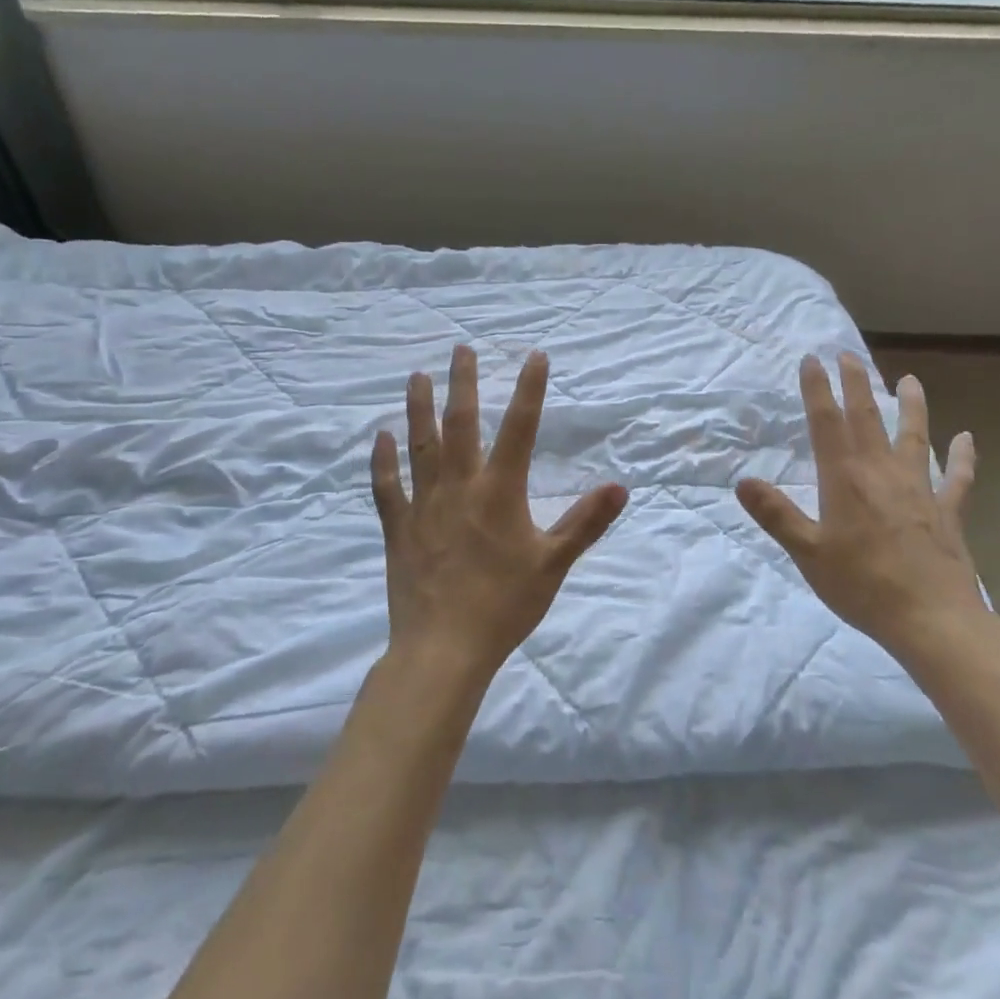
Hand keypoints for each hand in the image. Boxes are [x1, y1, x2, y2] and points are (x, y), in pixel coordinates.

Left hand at [371, 345, 628, 687]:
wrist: (444, 649)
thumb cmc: (504, 605)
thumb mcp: (554, 563)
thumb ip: (586, 522)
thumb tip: (621, 487)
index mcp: (499, 491)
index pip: (520, 428)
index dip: (529, 389)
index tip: (535, 355)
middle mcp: (459, 487)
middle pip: (460, 424)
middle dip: (463, 383)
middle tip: (461, 348)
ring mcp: (423, 505)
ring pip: (419, 446)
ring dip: (418, 408)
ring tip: (417, 376)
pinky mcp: (398, 529)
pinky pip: (386, 487)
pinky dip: (382, 460)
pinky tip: (379, 436)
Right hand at [737, 353, 986, 661]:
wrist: (932, 619)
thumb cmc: (862, 586)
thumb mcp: (807, 553)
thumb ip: (777, 515)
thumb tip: (743, 481)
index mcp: (845, 479)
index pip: (826, 423)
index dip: (817, 389)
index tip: (812, 360)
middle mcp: (882, 472)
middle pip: (867, 418)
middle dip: (856, 384)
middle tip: (849, 354)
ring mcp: (920, 489)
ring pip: (915, 437)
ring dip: (911, 407)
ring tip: (910, 380)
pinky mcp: (947, 511)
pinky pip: (958, 479)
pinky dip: (964, 458)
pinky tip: (967, 439)